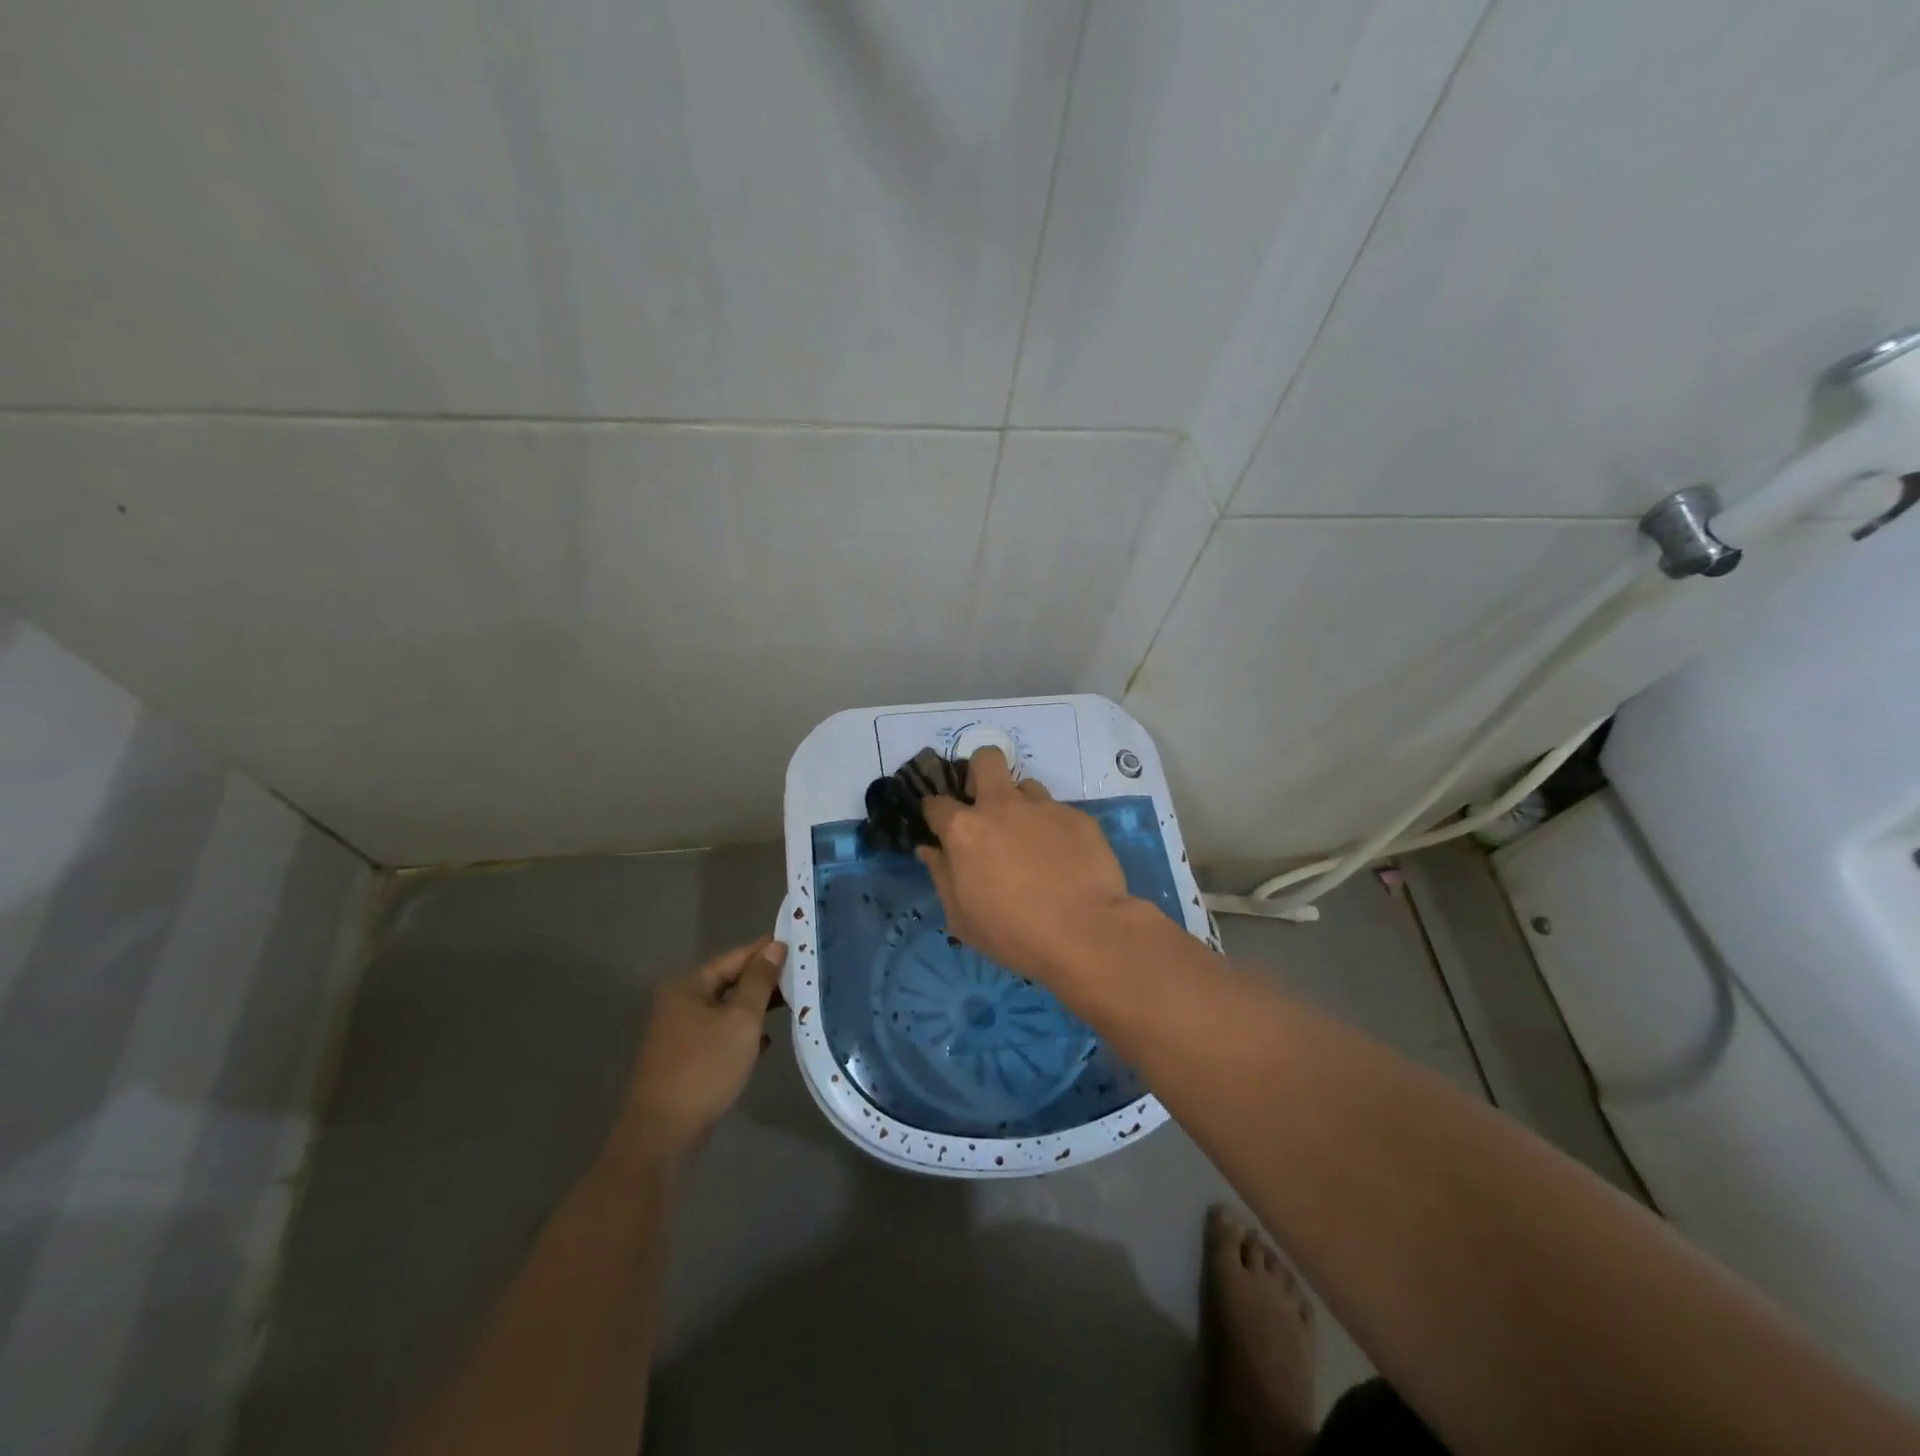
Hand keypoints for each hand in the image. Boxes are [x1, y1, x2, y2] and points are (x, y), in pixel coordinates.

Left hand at [614, 936, 786, 1169]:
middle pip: (729, 982)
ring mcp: (679, 1033)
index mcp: (688, 985)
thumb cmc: (705, 1067)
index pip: (735, 957)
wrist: (663, 1134)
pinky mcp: (684, 1059)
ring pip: (726, 1010)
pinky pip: (720, 1034)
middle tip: (801, 974)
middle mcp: (679, 1003)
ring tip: (792, 1002)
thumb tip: (775, 947)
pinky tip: (766, 1041)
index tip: (797, 942)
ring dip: (755, 1007)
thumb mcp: (741, 1020)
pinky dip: (742, 1033)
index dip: (766, 950)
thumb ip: (759, 981)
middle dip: (763, 980)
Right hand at [918, 748, 1135, 984]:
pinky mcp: (1077, 816)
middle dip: (980, 771)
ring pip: (1026, 785)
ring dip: (1021, 805)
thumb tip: (929, 850)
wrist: (1085, 932)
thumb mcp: (962, 917)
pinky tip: (1064, 858)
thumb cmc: (1013, 933)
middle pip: (985, 759)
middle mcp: (1001, 806)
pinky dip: (1054, 829)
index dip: (936, 813)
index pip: (937, 803)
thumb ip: (942, 876)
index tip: (941, 826)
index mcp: (965, 830)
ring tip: (1031, 838)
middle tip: (986, 803)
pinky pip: (1058, 812)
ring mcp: (1043, 807)